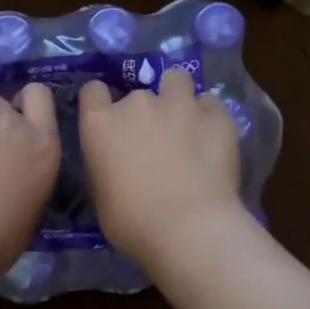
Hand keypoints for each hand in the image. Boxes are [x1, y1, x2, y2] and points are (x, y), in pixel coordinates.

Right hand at [78, 67, 243, 269]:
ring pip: (176, 80)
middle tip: (154, 141)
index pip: (93, 91)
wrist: (189, 228)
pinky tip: (213, 138)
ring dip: (177, 96)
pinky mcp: (216, 115)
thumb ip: (107, 165)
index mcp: (101, 123)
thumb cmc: (133, 223)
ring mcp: (179, 104)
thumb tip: (116, 162)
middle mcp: (136, 103)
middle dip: (144, 112)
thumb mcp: (102, 195)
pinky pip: (211, 104)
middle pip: (137, 93)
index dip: (101, 102)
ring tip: (185, 121)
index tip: (110, 120)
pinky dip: (210, 117)